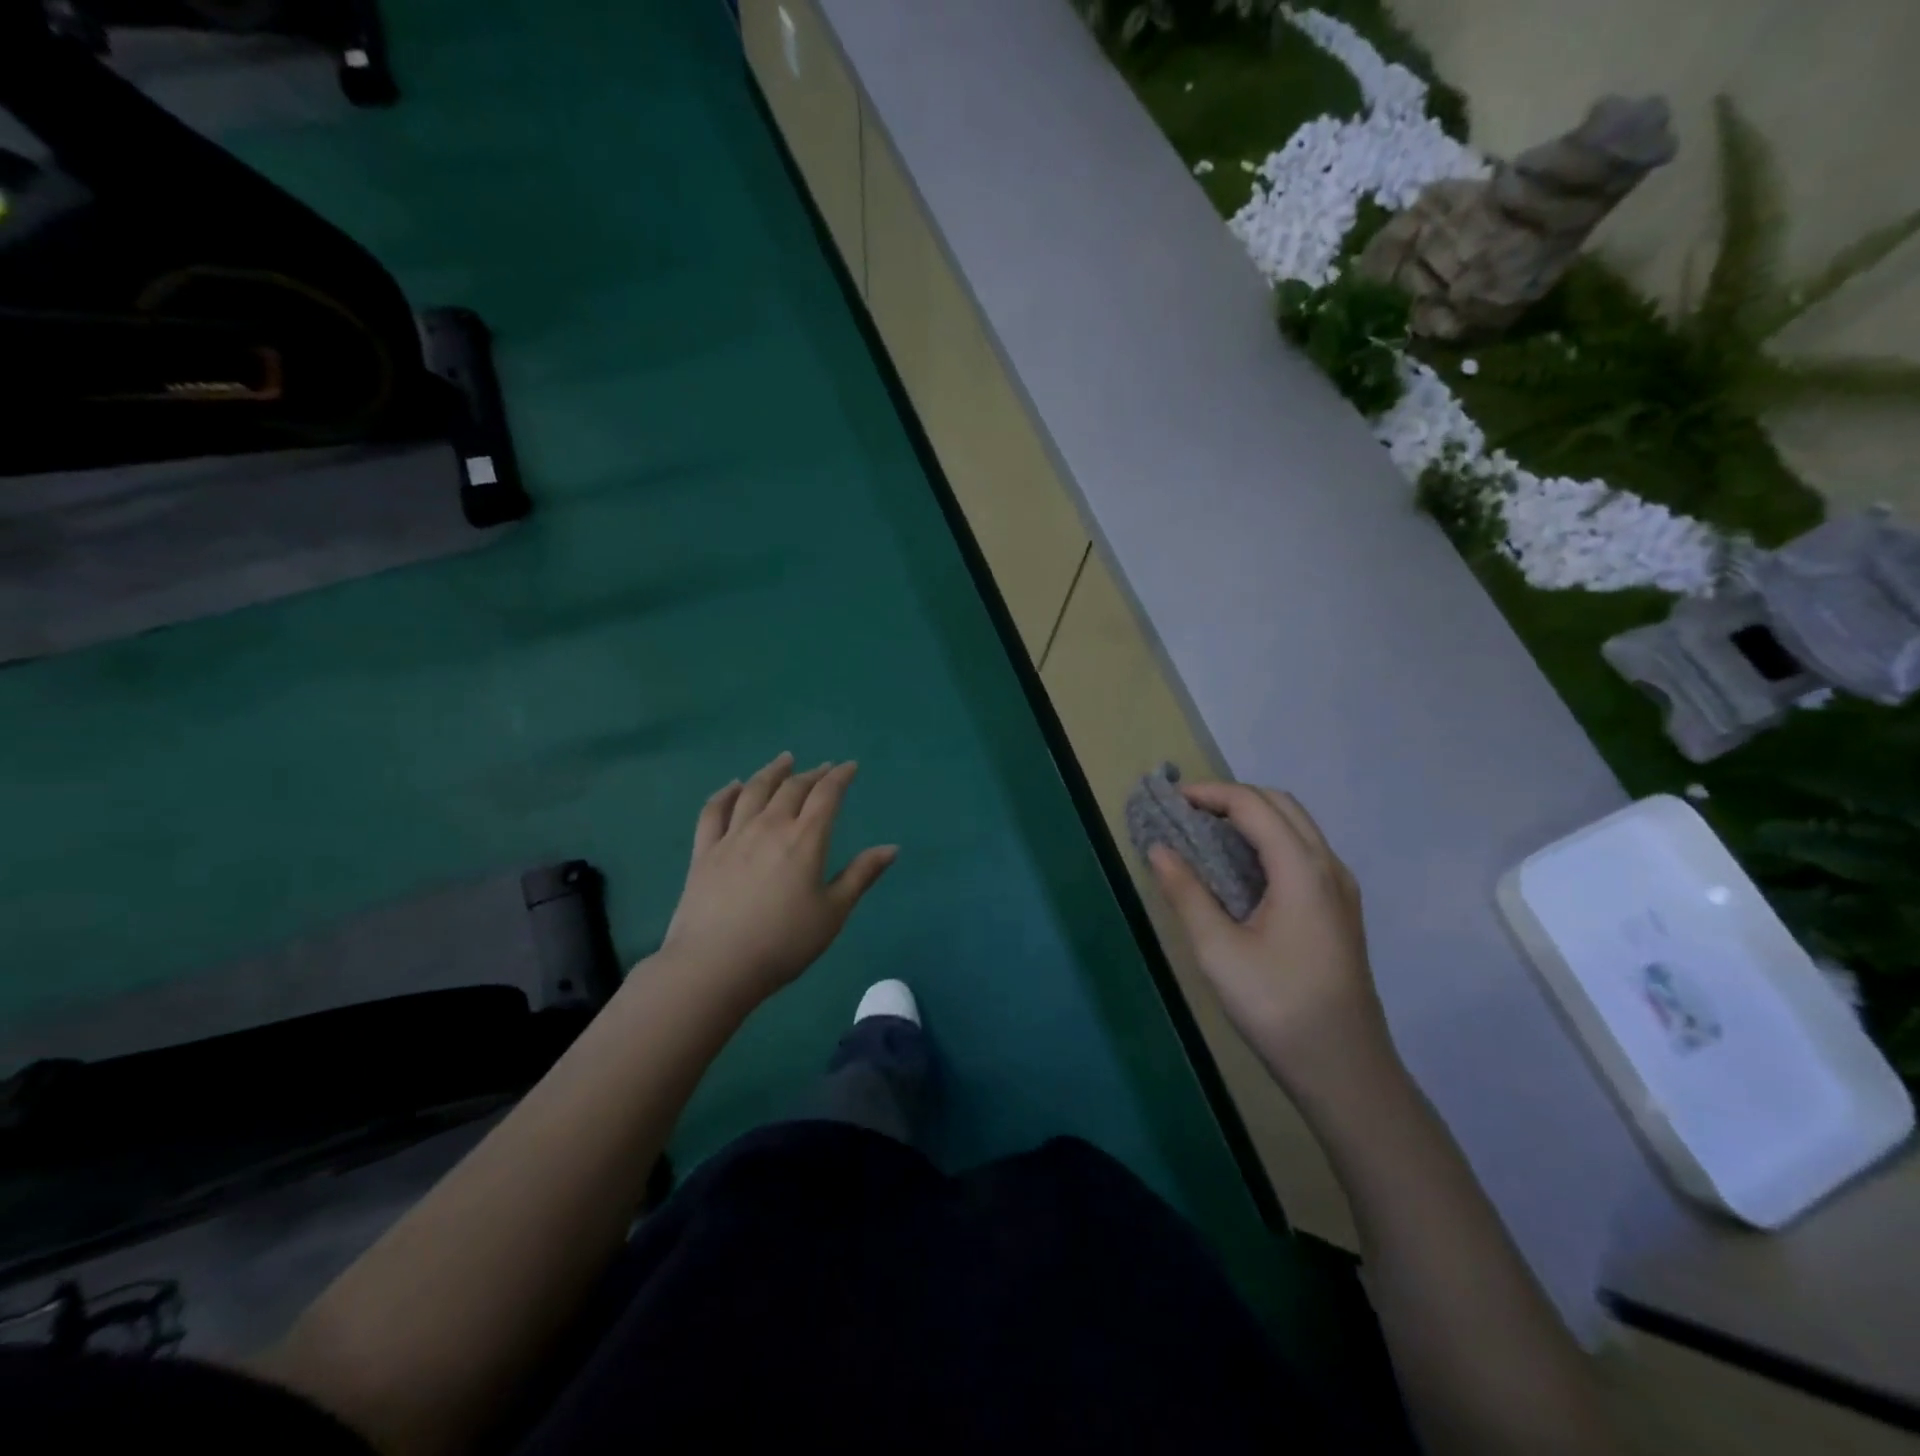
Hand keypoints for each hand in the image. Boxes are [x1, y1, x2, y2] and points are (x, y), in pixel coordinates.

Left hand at [662, 752, 896, 1001]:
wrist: (715, 966)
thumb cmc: (783, 943)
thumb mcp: (833, 913)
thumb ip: (861, 875)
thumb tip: (892, 848)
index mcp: (805, 839)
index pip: (826, 795)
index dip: (840, 777)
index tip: (849, 766)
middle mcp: (769, 827)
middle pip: (792, 788)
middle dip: (811, 774)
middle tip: (823, 768)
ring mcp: (732, 836)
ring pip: (753, 791)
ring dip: (772, 772)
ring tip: (783, 761)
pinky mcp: (704, 852)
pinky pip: (714, 811)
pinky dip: (725, 793)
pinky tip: (733, 786)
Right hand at [1148, 782, 1394, 1099]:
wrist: (1345, 1069)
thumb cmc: (1277, 1006)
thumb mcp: (1219, 950)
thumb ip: (1186, 893)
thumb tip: (1158, 849)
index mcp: (1303, 871)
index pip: (1254, 806)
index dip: (1211, 794)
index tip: (1171, 800)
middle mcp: (1328, 868)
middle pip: (1281, 806)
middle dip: (1232, 798)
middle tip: (1186, 814)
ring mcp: (1340, 889)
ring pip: (1296, 828)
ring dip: (1252, 818)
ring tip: (1205, 835)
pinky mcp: (1339, 910)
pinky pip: (1302, 853)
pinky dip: (1267, 841)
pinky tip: (1239, 870)